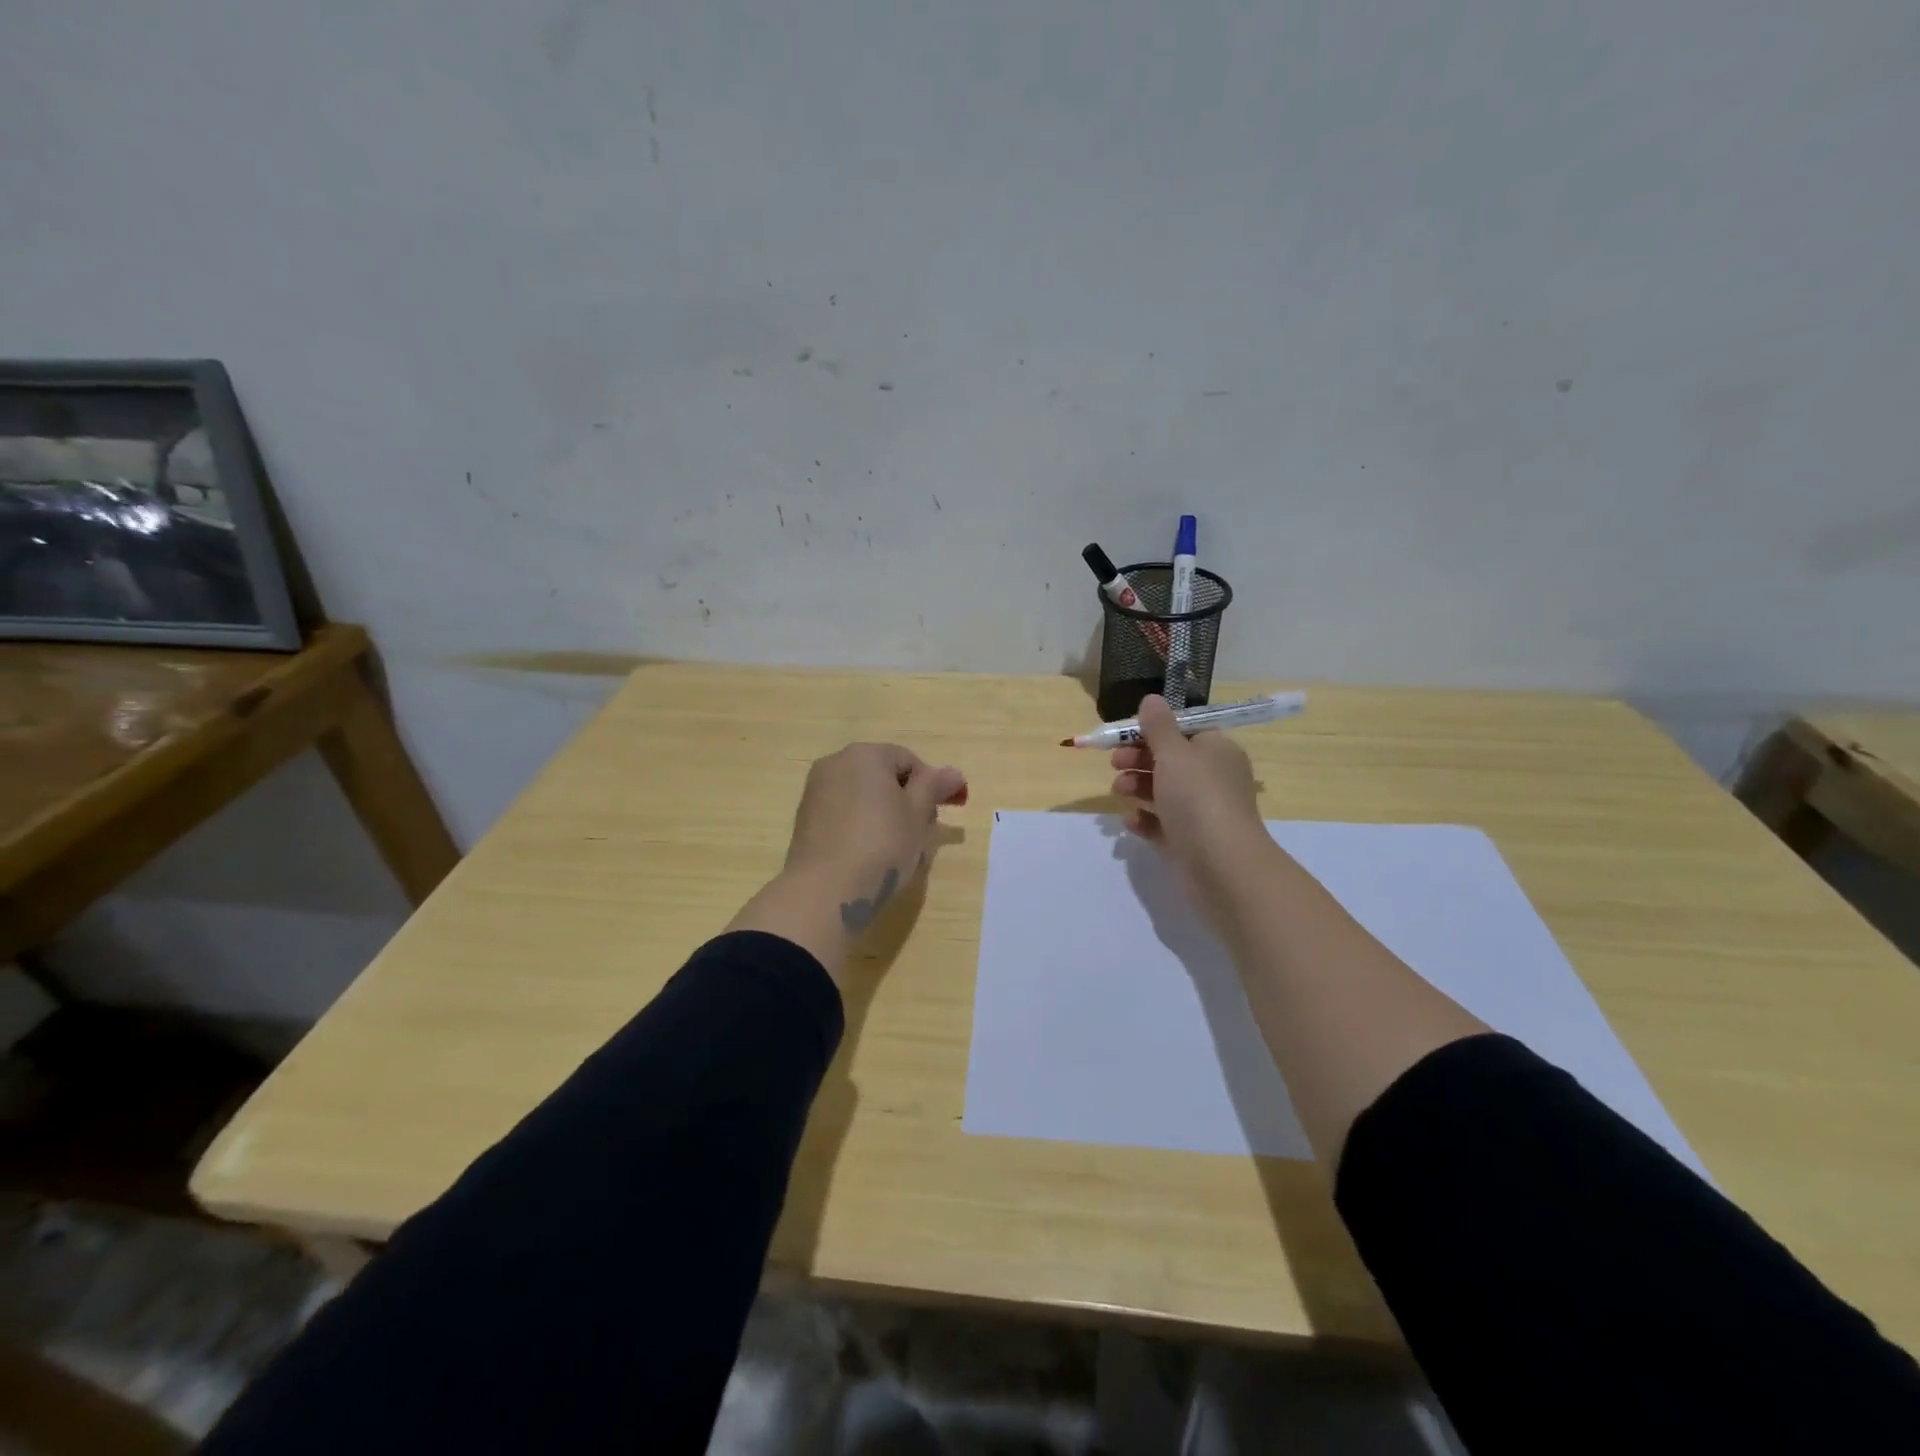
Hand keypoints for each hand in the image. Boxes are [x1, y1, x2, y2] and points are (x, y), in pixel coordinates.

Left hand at [784, 743, 967, 931]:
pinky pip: (844, 816)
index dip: (932, 786)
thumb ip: (935, 787)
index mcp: (865, 754)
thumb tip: (953, 773)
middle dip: (908, 802)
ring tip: (899, 852)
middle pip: (884, 777)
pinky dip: (862, 829)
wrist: (825, 890)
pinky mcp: (805, 821)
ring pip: (864, 798)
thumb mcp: (918, 814)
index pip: (909, 761)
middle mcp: (835, 764)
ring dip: (886, 817)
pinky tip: (871, 858)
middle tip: (924, 836)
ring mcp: (816, 792)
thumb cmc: (882, 844)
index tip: (944, 815)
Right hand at [1111, 695, 1270, 920]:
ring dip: (1136, 786)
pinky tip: (1132, 820)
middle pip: (1169, 760)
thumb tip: (1151, 699)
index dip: (1153, 730)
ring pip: (1162, 791)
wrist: (1222, 864)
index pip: (1184, 731)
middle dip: (1138, 759)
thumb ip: (1158, 726)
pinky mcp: (1187, 841)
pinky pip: (1160, 823)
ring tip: (1119, 791)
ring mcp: (1200, 811)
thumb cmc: (1198, 797)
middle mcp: (1211, 778)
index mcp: (1216, 751)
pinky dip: (1144, 819)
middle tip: (1115, 762)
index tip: (1125, 734)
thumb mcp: (1174, 753)